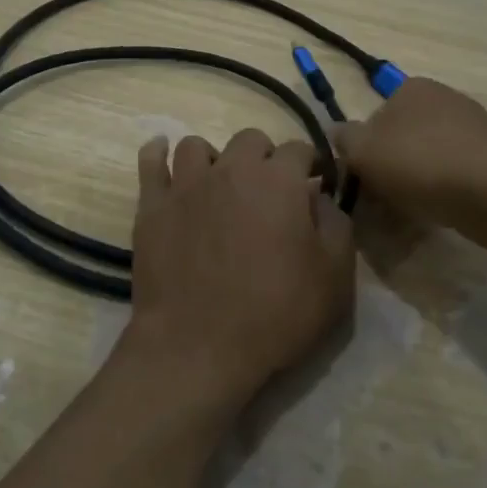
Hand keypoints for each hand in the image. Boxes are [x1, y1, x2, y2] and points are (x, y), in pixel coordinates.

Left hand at [124, 129, 355, 413]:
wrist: (198, 347)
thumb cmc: (275, 314)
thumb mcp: (334, 277)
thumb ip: (335, 225)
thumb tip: (319, 196)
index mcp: (278, 181)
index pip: (299, 149)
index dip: (309, 166)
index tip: (312, 187)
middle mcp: (231, 169)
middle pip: (250, 140)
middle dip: (264, 158)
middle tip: (268, 193)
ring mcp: (187, 185)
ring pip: (198, 146)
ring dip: (214, 159)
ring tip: (218, 186)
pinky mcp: (152, 206)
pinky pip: (150, 162)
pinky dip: (158, 155)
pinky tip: (163, 157)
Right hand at [334, 77, 486, 239]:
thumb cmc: (420, 162)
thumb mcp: (364, 151)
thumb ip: (344, 140)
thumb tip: (337, 133)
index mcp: (411, 87)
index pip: (375, 116)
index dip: (364, 149)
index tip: (361, 178)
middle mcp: (443, 98)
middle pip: (402, 137)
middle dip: (390, 167)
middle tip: (380, 201)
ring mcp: (473, 126)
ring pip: (427, 157)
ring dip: (414, 182)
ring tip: (407, 213)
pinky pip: (454, 174)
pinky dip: (442, 190)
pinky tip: (437, 213)